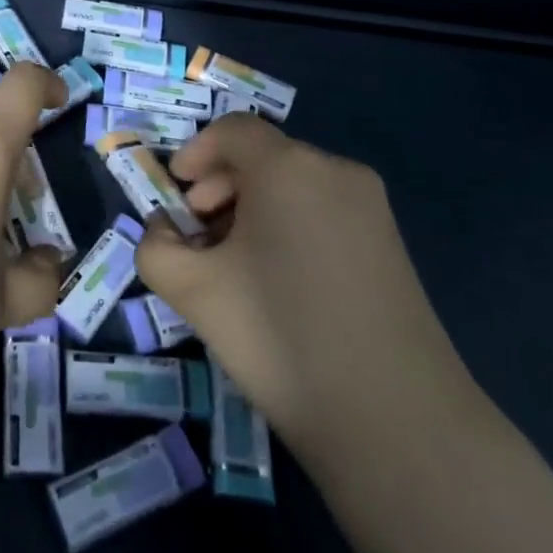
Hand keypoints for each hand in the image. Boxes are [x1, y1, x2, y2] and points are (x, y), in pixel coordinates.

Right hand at [137, 115, 477, 458]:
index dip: (195, 153)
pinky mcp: (391, 245)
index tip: (176, 197)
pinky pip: (324, 212)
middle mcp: (335, 170)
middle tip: (198, 239)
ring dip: (252, 210)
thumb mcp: (194, 291)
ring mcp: (371, 207)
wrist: (397, 422)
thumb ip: (156, 247)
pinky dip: (289, 227)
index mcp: (288, 166)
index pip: (233, 130)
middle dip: (220, 187)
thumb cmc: (281, 336)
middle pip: (264, 156)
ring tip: (235, 267)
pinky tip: (280, 283)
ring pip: (294, 186)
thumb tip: (163, 232)